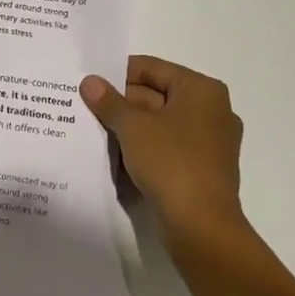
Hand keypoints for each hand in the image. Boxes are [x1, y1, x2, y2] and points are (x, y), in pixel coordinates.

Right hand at [80, 56, 247, 248]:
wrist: (201, 227)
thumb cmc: (171, 163)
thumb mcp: (133, 127)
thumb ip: (109, 101)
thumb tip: (89, 82)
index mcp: (202, 91)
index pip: (152, 68)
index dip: (118, 73)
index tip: (89, 82)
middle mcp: (211, 111)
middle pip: (155, 95)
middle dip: (120, 102)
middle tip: (83, 106)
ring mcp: (208, 143)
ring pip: (158, 124)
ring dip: (128, 127)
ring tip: (91, 128)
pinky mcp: (200, 169)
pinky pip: (165, 148)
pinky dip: (141, 147)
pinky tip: (112, 154)